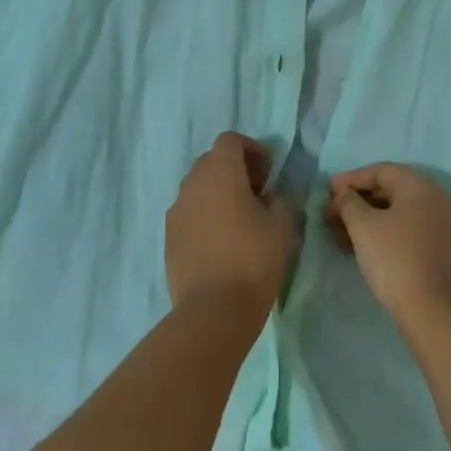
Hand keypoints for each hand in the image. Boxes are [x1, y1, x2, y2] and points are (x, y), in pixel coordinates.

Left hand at [166, 133, 296, 318]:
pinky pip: (188, 214)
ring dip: (218, 193)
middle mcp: (192, 184)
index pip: (230, 140)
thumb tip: (270, 197)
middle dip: (234, 170)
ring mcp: (176, 212)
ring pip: (198, 188)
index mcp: (220, 172)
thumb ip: (280, 200)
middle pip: (211, 161)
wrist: (213, 309)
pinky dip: (205, 216)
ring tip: (240, 220)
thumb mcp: (282, 225)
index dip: (252, 149)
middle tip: (257, 194)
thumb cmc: (253, 259)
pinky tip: (222, 242)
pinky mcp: (168, 238)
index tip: (268, 173)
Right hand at [326, 164, 450, 320]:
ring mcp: (445, 226)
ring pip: (400, 213)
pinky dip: (386, 232)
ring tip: (342, 235)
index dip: (352, 178)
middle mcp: (438, 200)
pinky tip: (365, 247)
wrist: (432, 309)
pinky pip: (410, 230)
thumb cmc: (394, 258)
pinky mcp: (444, 249)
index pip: (382, 171)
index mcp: (421, 187)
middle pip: (392, 191)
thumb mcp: (363, 226)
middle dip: (358, 201)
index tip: (329, 191)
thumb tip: (345, 195)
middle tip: (333, 214)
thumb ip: (349, 202)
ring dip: (369, 219)